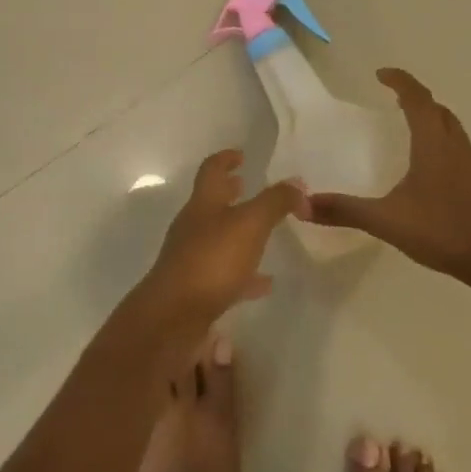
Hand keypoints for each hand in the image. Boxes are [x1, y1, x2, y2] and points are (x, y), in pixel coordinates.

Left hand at [135, 150, 304, 326]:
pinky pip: (225, 274)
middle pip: (211, 203)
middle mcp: (193, 227)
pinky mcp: (195, 289)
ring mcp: (191, 258)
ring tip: (264, 234)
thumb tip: (297, 182)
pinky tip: (264, 283)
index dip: (226, 159)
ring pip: (218, 238)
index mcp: (203, 204)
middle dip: (230, 193)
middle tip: (246, 187)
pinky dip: (244, 274)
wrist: (174, 317)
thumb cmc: (212, 260)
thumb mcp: (251, 224)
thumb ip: (275, 202)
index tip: (241, 154)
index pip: (212, 170)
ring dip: (238, 233)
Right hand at [304, 68, 470, 302]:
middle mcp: (457, 147)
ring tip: (411, 128)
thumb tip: (302, 204)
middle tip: (394, 99)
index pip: (418, 99)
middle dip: (416, 99)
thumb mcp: (388, 221)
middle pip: (438, 110)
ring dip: (433, 120)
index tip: (381, 74)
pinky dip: (443, 145)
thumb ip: (345, 211)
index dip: (400, 81)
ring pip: (452, 130)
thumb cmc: (446, 232)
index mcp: (434, 144)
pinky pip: (460, 151)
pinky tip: (432, 170)